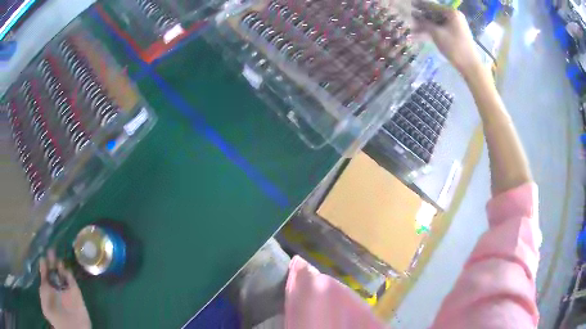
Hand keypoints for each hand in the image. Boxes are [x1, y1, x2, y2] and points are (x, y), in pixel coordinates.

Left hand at [39, 250, 90, 328]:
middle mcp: (56, 289)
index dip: (43, 265)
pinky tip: (65, 269)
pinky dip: (69, 274)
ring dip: (60, 266)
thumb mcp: (45, 308)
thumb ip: (43, 293)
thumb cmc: (56, 319)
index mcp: (48, 291)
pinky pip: (72, 281)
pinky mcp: (76, 294)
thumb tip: (43, 279)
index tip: (42, 254)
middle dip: (52, 261)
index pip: (45, 274)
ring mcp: (66, 291)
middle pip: (54, 271)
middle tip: (51, 250)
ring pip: (63, 274)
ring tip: (57, 258)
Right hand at [414, 7, 481, 74]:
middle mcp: (454, 17)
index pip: (432, 6)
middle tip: (410, 19)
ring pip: (437, 23)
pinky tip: (421, 35)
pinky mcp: (455, 35)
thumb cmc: (454, 47)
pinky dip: (432, 31)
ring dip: (425, 26)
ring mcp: (455, 26)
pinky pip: (441, 29)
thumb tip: (413, 16)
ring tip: (413, 29)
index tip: (410, 4)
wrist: (470, 66)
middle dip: (422, 17)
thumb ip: (424, 23)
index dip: (420, 5)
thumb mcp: (437, 33)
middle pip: (434, 14)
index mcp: (451, 13)